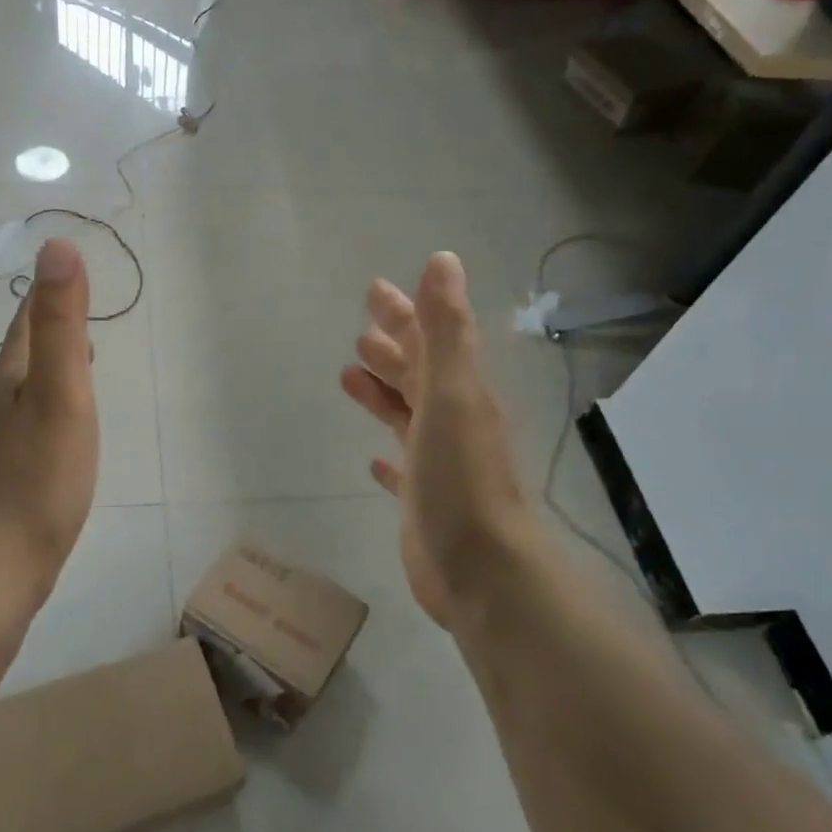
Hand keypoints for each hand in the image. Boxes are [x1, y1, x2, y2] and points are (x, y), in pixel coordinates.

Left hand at [0, 238, 98, 607]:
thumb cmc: (37, 478)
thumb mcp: (60, 394)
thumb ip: (61, 325)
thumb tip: (56, 246)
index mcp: (8, 376)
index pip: (28, 318)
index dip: (50, 291)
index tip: (71, 268)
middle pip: (25, 350)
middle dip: (53, 326)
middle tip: (83, 312)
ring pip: (26, 386)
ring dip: (52, 365)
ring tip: (81, 361)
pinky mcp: (4, 472)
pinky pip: (30, 421)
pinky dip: (50, 404)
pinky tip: (63, 425)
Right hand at [340, 253, 538, 632]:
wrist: (482, 571)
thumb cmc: (461, 478)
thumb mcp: (452, 394)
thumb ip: (444, 331)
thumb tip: (442, 261)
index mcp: (460, 393)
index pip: (429, 341)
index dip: (406, 314)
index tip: (376, 292)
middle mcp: (452, 422)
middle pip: (418, 373)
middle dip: (392, 346)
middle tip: (361, 327)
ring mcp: (439, 463)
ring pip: (407, 415)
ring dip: (384, 393)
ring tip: (349, 374)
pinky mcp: (424, 501)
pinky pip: (403, 468)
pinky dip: (389, 457)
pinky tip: (374, 459)